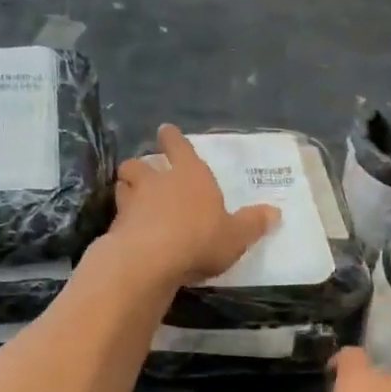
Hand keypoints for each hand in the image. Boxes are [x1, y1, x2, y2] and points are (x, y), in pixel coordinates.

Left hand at [111, 125, 278, 286]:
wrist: (150, 260)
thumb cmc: (200, 239)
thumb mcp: (236, 236)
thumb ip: (252, 224)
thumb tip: (275, 212)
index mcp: (190, 175)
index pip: (179, 146)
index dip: (173, 138)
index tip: (165, 131)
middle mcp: (157, 182)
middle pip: (140, 164)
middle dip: (141, 167)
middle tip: (145, 175)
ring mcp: (132, 203)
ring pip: (123, 186)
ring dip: (127, 191)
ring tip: (133, 201)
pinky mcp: (115, 227)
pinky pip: (117, 218)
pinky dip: (122, 222)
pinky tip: (129, 234)